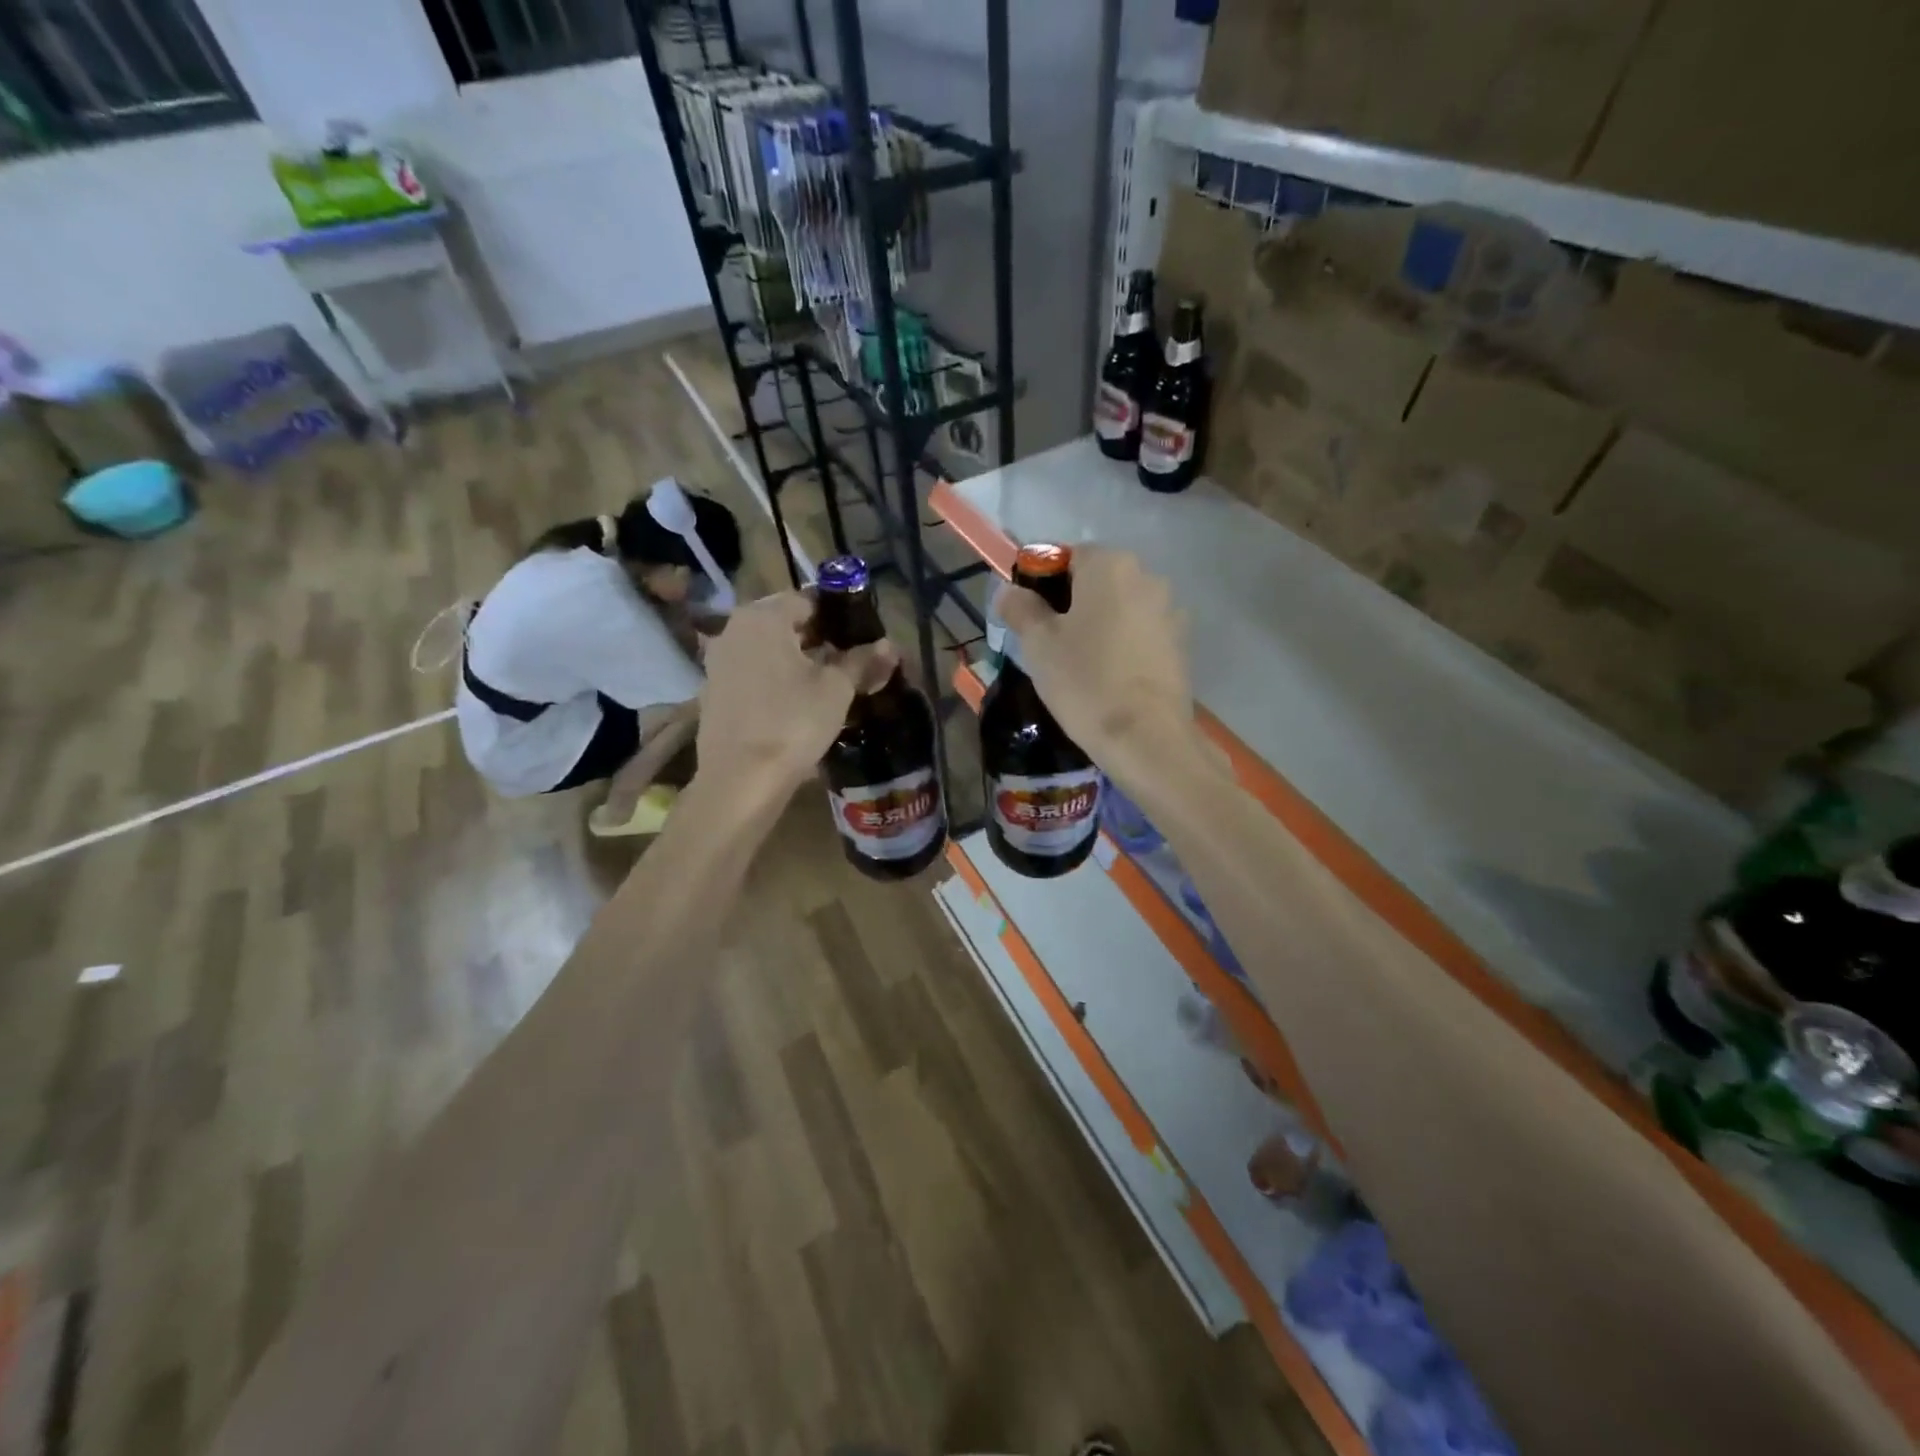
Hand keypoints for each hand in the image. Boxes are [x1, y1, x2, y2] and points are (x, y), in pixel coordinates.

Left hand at [697, 590, 895, 793]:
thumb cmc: (793, 722)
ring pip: (766, 648)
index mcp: (763, 616)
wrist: (740, 779)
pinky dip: (772, 678)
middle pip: (784, 622)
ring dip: (794, 658)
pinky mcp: (713, 691)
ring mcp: (718, 660)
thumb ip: (861, 661)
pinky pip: (751, 672)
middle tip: (846, 659)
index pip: (807, 599)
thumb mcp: (837, 689)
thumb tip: (889, 646)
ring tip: (824, 682)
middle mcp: (733, 628)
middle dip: (816, 637)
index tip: (859, 636)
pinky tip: (794, 702)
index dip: (837, 615)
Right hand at [997, 546, 1198, 767]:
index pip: (1067, 556)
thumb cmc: (1085, 681)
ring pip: (1121, 607)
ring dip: (1100, 623)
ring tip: (1080, 661)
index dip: (1042, 582)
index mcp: (1110, 565)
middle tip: (1049, 640)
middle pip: (1097, 580)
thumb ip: (1020, 608)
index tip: (1028, 615)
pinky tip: (1109, 674)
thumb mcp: (1038, 644)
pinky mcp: (1182, 643)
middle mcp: (1147, 576)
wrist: (1146, 737)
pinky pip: (1141, 632)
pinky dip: (1123, 643)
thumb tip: (1010, 591)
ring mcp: (1170, 610)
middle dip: (1072, 602)